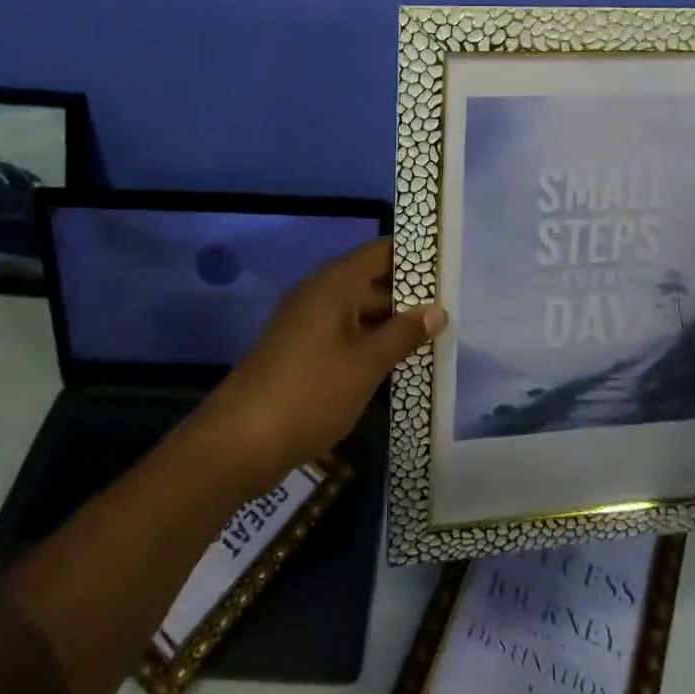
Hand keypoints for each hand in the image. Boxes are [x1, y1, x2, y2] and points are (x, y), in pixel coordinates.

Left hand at [202, 238, 445, 482]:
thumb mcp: (367, 364)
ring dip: (393, 325)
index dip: (416, 255)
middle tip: (455, 307)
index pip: (383, 251)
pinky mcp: (301, 352)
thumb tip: (438, 310)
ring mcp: (308, 323)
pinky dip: (371, 345)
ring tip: (438, 338)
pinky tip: (400, 365)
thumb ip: (404, 333)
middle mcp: (321, 293)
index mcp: (336, 282)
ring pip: (360, 313)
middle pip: (373, 281)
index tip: (451, 263)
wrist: (239, 442)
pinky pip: (345, 336)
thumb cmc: (311, 391)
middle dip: (411, 296)